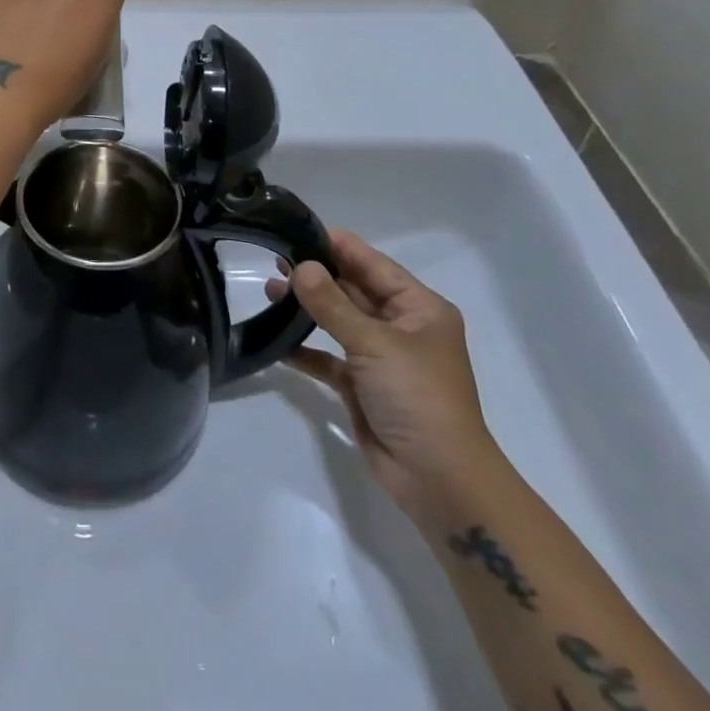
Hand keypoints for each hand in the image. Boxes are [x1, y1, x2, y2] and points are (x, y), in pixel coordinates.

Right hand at [267, 229, 496, 518]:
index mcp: (419, 308)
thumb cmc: (418, 397)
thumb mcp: (374, 343)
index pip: (372, 264)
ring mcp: (381, 358)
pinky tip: (277, 341)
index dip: (337, 246)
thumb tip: (300, 266)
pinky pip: (329, 358)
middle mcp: (401, 327)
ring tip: (269, 293)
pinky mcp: (362, 387)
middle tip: (274, 262)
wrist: (440, 481)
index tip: (296, 229)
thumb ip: (332, 304)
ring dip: (307, 310)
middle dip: (316, 277)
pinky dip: (305, 349)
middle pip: (352, 291)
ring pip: (338, 322)